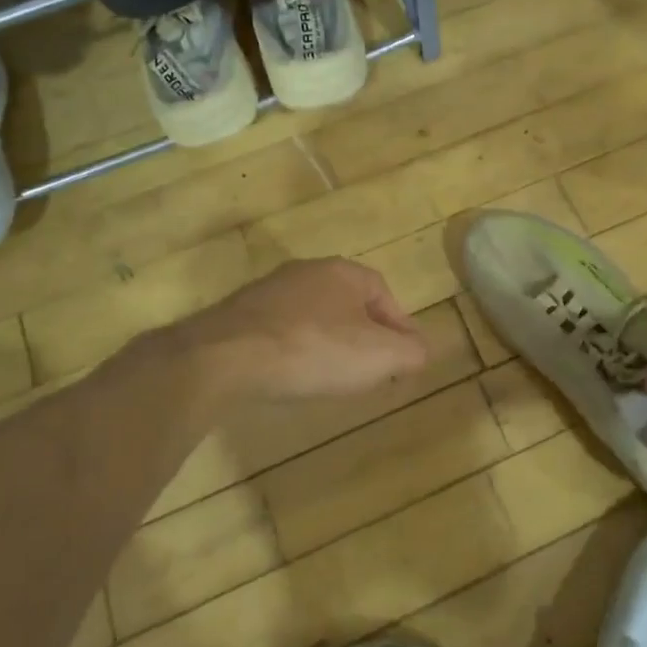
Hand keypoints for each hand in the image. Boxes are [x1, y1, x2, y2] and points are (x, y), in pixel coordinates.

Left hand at [160, 258, 429, 402]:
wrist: (225, 357)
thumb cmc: (313, 350)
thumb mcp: (378, 355)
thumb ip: (411, 351)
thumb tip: (421, 351)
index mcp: (344, 272)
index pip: (385, 295)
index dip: (401, 327)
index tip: (407, 359)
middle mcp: (308, 271)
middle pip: (350, 304)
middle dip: (367, 336)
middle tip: (374, 369)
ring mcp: (270, 291)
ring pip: (316, 317)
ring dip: (331, 343)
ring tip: (336, 376)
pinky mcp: (241, 315)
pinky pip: (283, 331)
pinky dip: (297, 350)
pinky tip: (295, 375)